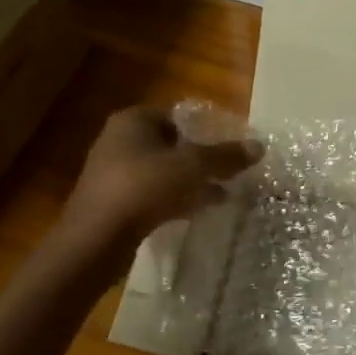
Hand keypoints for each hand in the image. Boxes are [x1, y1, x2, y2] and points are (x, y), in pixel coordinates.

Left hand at [60, 107, 262, 247]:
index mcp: (133, 120)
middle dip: (198, 159)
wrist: (96, 238)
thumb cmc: (144, 187)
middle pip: (170, 144)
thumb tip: (259, 146)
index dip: (204, 130)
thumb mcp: (192, 167)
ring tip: (220, 194)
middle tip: (227, 173)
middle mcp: (118, 140)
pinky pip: (150, 194)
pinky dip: (172, 199)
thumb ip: (225, 155)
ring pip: (161, 171)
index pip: (176, 116)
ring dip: (188, 182)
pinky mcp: (111, 202)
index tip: (227, 149)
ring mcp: (112, 172)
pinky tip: (195, 212)